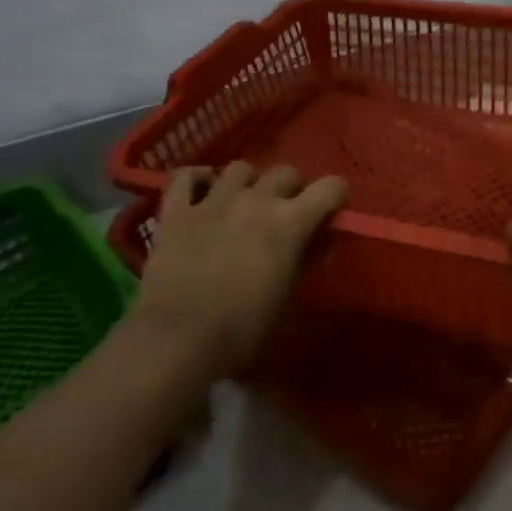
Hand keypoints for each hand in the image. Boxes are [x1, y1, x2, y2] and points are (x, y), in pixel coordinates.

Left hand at [132, 161, 346, 378]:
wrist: (177, 342)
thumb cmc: (241, 331)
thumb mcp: (287, 301)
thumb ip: (304, 262)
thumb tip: (317, 243)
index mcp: (290, 222)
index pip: (331, 187)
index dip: (335, 197)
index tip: (330, 212)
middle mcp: (256, 200)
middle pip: (285, 172)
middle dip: (290, 189)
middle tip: (283, 214)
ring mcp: (213, 200)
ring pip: (240, 168)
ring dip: (248, 183)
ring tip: (242, 204)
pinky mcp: (176, 210)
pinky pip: (187, 175)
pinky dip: (198, 179)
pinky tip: (202, 193)